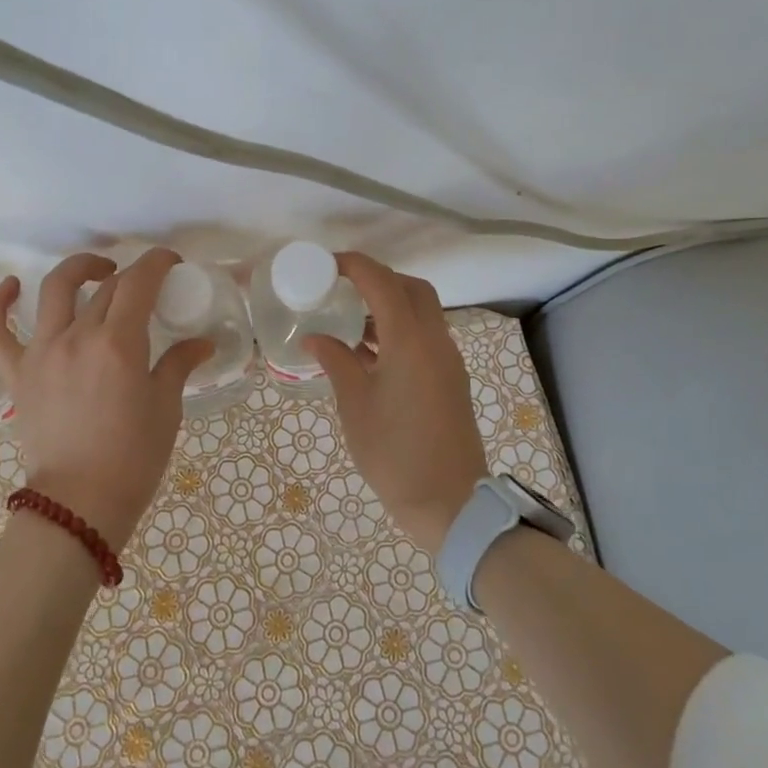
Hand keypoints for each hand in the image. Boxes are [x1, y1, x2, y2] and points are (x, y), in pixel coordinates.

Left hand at [0, 249, 212, 548]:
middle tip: (147, 289)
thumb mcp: (166, 407)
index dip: (157, 262)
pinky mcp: (17, 373)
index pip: (139, 281)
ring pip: (55, 290)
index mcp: (119, 343)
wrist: (81, 503)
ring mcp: (41, 352)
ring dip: (79, 270)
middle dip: (131, 276)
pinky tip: (12, 286)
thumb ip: (180, 364)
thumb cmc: (133, 457)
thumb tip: (202, 342)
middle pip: (106, 287)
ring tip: (97, 272)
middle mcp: (77, 336)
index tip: (170, 264)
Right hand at [303, 254, 488, 554]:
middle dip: (378, 279)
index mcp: (410, 341)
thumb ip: (336, 362)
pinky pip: (426, 337)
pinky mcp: (451, 379)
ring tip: (352, 320)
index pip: (382, 282)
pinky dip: (401, 330)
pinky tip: (371, 352)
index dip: (355, 266)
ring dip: (391, 305)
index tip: (327, 265)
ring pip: (423, 312)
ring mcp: (448, 360)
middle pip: (411, 289)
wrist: (450, 503)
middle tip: (343, 289)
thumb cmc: (395, 453)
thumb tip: (315, 338)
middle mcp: (436, 341)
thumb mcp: (355, 406)